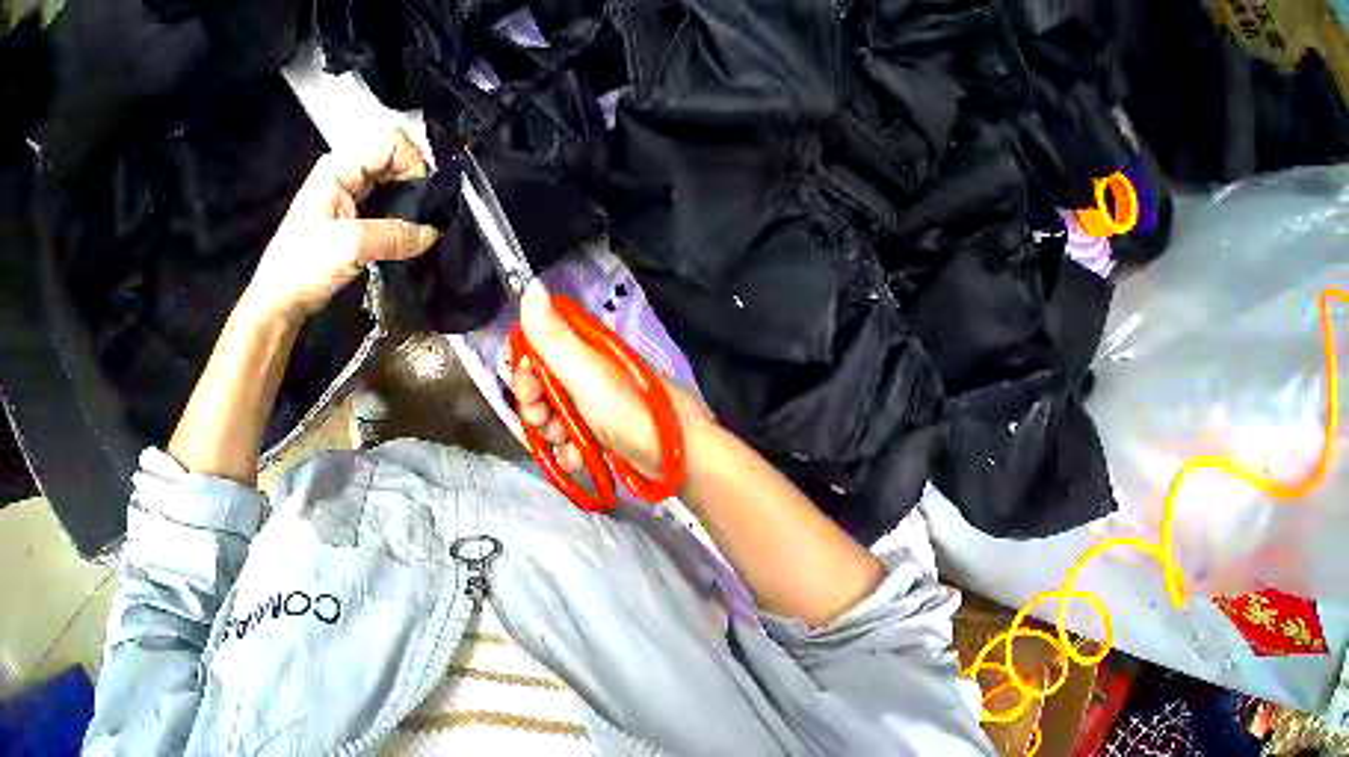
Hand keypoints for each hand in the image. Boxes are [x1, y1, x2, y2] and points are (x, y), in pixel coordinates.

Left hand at [242, 129, 439, 322]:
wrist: (278, 302)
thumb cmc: (304, 267)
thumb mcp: (350, 247)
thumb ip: (394, 235)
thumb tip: (433, 234)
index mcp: (340, 165)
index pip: (391, 142)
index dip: (413, 163)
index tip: (421, 197)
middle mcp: (345, 170)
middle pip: (394, 157)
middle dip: (414, 181)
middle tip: (424, 214)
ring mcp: (347, 192)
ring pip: (391, 179)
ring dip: (408, 199)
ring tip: (417, 226)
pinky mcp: (351, 214)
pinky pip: (384, 201)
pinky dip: (399, 213)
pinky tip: (405, 233)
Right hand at [512, 282, 710, 477]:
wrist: (679, 457)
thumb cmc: (628, 411)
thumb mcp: (585, 371)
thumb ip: (553, 336)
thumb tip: (531, 285)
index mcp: (586, 352)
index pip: (540, 351)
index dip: (525, 370)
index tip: (527, 387)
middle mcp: (590, 377)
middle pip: (542, 387)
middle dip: (534, 406)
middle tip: (543, 420)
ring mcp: (598, 410)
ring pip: (554, 418)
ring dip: (551, 433)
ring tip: (565, 442)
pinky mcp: (606, 440)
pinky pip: (573, 444)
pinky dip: (571, 453)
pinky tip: (578, 460)